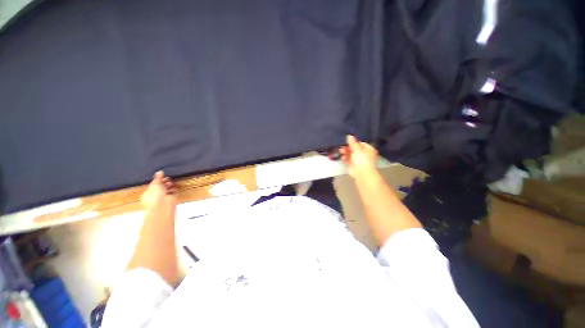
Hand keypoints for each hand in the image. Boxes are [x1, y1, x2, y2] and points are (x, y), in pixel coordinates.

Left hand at [141, 171, 176, 209]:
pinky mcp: (171, 199)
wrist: (163, 205)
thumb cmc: (155, 195)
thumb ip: (158, 178)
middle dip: (164, 183)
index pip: (153, 185)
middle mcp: (155, 196)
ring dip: (170, 186)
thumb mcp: (155, 184)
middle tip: (168, 179)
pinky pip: (173, 193)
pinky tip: (175, 187)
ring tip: (171, 183)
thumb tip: (160, 171)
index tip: (163, 176)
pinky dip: (174, 190)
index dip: (158, 180)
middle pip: (161, 187)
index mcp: (147, 194)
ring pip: (167, 190)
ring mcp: (163, 198)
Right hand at [340, 135, 377, 178]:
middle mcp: (364, 154)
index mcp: (368, 149)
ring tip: (341, 151)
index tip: (346, 141)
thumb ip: (352, 142)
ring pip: (350, 154)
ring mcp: (358, 160)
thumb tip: (349, 135)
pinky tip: (342, 157)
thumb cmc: (362, 159)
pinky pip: (347, 159)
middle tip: (342, 146)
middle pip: (354, 148)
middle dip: (347, 147)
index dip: (353, 142)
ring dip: (345, 152)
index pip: (360, 143)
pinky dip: (345, 158)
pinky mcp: (352, 165)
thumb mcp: (357, 149)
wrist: (361, 173)